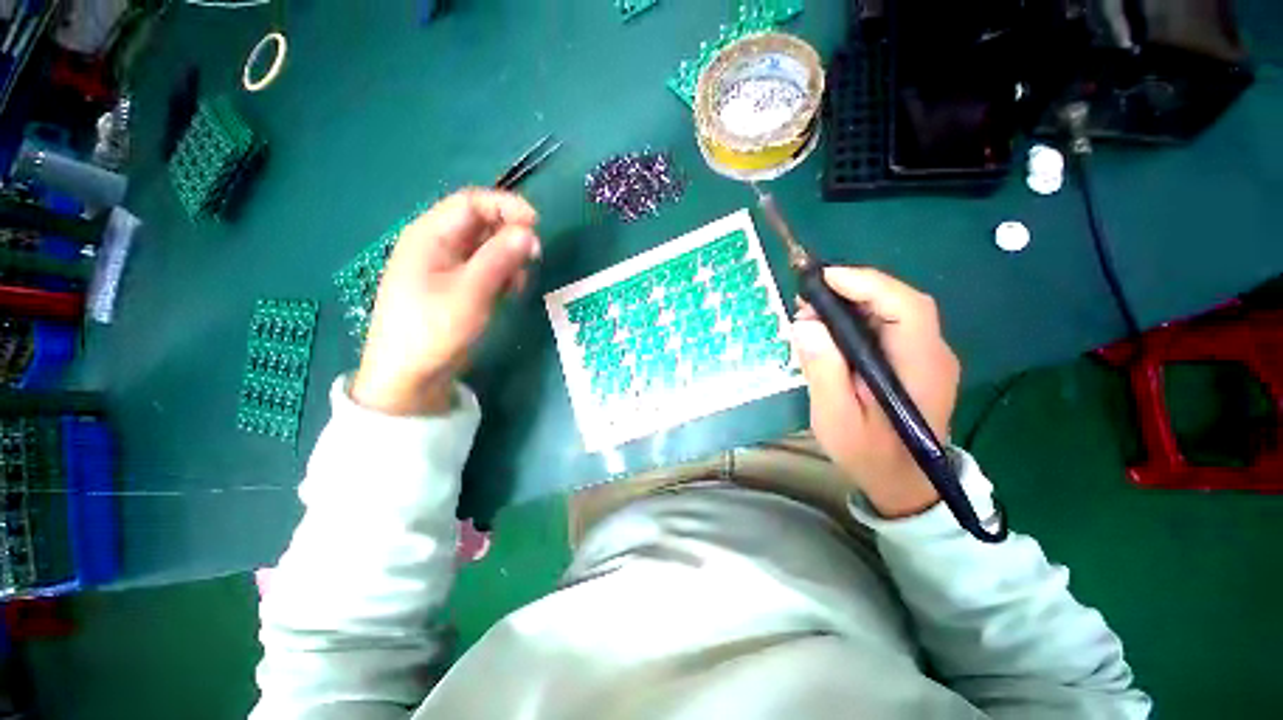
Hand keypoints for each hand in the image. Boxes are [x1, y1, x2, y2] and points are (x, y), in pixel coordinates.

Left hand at [352, 189, 539, 415]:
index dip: (506, 207)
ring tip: (516, 286)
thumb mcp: (470, 292)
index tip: (537, 225)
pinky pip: (485, 270)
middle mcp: (438, 245)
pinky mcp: (457, 287)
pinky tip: (508, 294)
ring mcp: (447, 267)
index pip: (472, 202)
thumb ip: (500, 259)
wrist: (410, 376)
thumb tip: (530, 232)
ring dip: (509, 261)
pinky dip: (502, 277)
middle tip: (532, 260)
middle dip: (510, 238)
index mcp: (430, 235)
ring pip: (487, 249)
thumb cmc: (434, 330)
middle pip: (482, 224)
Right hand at [791, 267, 959, 517]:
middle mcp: (931, 352)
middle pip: (898, 301)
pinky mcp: (911, 359)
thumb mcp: (836, 417)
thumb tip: (806, 324)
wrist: (903, 481)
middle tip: (806, 298)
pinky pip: (885, 326)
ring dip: (850, 303)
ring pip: (891, 310)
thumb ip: (824, 371)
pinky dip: (855, 319)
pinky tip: (828, 329)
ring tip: (810, 313)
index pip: (906, 307)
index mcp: (919, 367)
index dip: (867, 284)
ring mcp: (925, 354)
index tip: (823, 278)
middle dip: (851, 290)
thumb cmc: (869, 454)